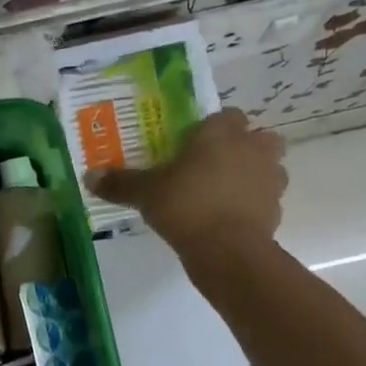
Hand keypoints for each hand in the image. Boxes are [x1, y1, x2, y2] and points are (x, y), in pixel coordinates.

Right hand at [87, 109, 286, 257]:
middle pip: (257, 137)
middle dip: (242, 147)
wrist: (226, 250)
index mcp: (222, 132)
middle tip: (214, 166)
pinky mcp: (276, 209)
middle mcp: (252, 147)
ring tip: (224, 194)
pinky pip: (266, 199)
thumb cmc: (185, 206)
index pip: (225, 115)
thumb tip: (89, 176)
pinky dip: (253, 206)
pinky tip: (230, 220)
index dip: (211, 129)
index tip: (193, 146)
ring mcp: (270, 178)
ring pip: (268, 167)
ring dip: (252, 175)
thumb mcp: (146, 193)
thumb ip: (120, 183)